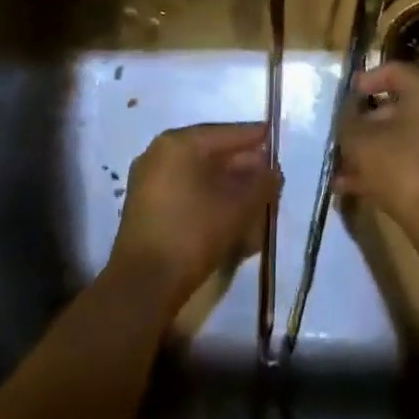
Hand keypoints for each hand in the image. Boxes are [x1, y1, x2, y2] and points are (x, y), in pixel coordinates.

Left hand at [109, 123, 278, 308]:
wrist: (143, 285)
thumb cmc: (193, 233)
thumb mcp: (239, 207)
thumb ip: (262, 183)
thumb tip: (272, 171)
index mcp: (179, 143)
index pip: (226, 133)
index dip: (254, 137)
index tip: (275, 139)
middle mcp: (160, 153)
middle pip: (211, 152)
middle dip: (242, 164)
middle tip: (269, 175)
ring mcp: (148, 179)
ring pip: (198, 173)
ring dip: (227, 182)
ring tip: (253, 196)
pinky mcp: (145, 206)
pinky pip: (185, 189)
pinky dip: (208, 195)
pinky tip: (228, 210)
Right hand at [335, 62, 418, 234]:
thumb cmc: (401, 167)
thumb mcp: (360, 141)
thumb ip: (348, 120)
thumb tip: (349, 113)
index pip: (393, 71)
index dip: (365, 81)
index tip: (344, 98)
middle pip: (398, 106)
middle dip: (365, 123)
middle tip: (342, 137)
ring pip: (404, 136)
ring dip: (373, 149)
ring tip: (342, 169)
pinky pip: (415, 157)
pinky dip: (390, 165)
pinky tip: (357, 187)